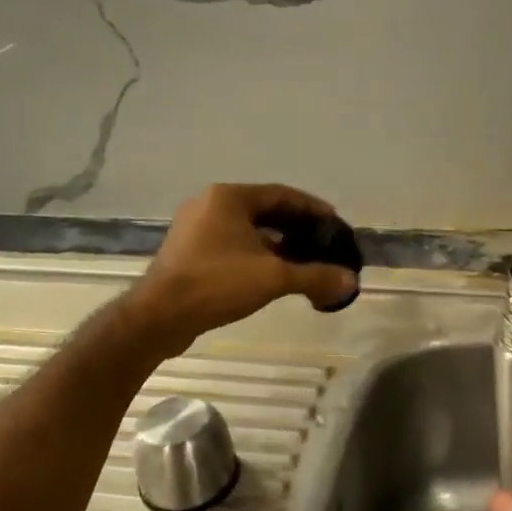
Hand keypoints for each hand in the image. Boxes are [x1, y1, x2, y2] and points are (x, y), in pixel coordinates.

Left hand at [127, 184, 358, 354]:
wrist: (160, 316)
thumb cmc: (217, 283)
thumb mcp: (273, 278)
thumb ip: (315, 276)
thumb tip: (351, 281)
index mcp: (229, 197)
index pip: (281, 194)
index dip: (311, 208)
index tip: (334, 222)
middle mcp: (209, 204)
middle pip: (264, 210)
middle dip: (295, 227)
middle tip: (322, 243)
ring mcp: (194, 228)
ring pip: (246, 230)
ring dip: (276, 243)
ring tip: (303, 260)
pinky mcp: (187, 252)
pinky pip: (230, 245)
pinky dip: (255, 254)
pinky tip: (272, 274)